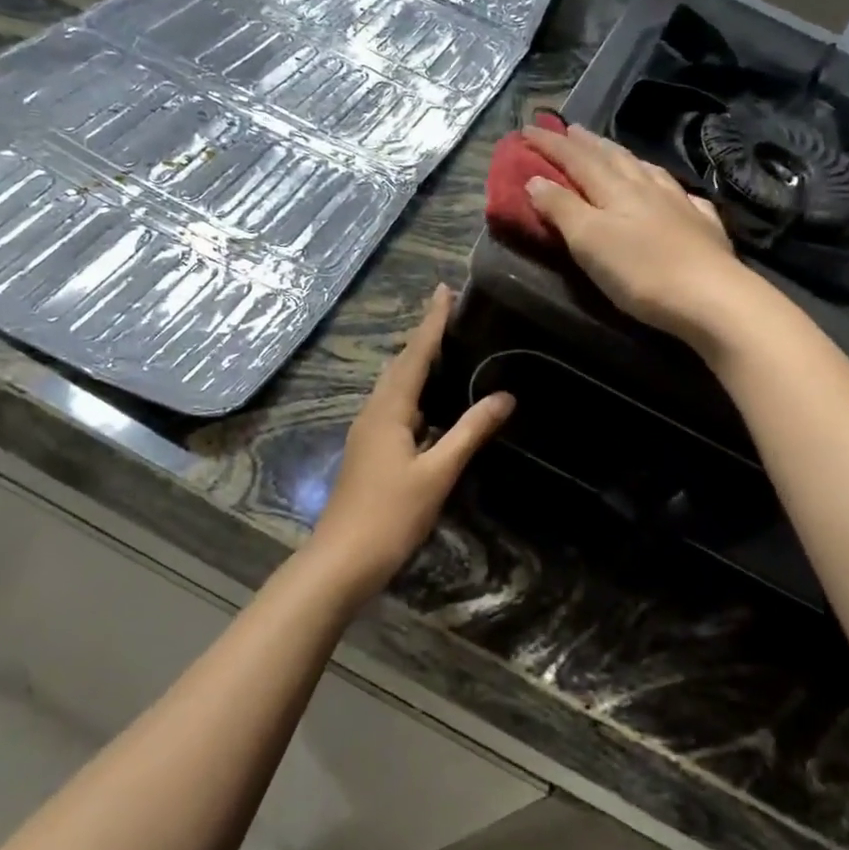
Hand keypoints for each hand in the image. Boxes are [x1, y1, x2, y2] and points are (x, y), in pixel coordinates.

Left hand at [306, 286, 513, 601]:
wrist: (342, 559)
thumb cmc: (390, 515)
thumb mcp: (437, 473)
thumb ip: (469, 432)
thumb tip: (505, 396)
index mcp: (388, 410)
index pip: (414, 355)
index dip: (431, 323)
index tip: (444, 290)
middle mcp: (374, 413)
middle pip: (401, 366)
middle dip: (424, 337)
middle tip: (449, 312)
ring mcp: (368, 433)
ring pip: (395, 388)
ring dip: (417, 364)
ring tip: (445, 347)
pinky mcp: (369, 451)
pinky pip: (394, 409)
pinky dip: (414, 394)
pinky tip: (431, 404)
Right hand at [523, 124, 766, 346]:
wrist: (711, 297)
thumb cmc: (640, 271)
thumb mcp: (588, 240)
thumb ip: (561, 208)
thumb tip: (535, 179)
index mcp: (615, 189)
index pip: (576, 159)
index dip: (551, 144)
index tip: (527, 128)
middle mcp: (646, 188)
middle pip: (612, 157)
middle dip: (586, 143)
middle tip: (569, 129)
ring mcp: (679, 204)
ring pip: (645, 170)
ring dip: (623, 157)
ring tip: (611, 150)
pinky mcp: (702, 227)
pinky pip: (680, 194)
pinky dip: (665, 185)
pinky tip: (671, 190)